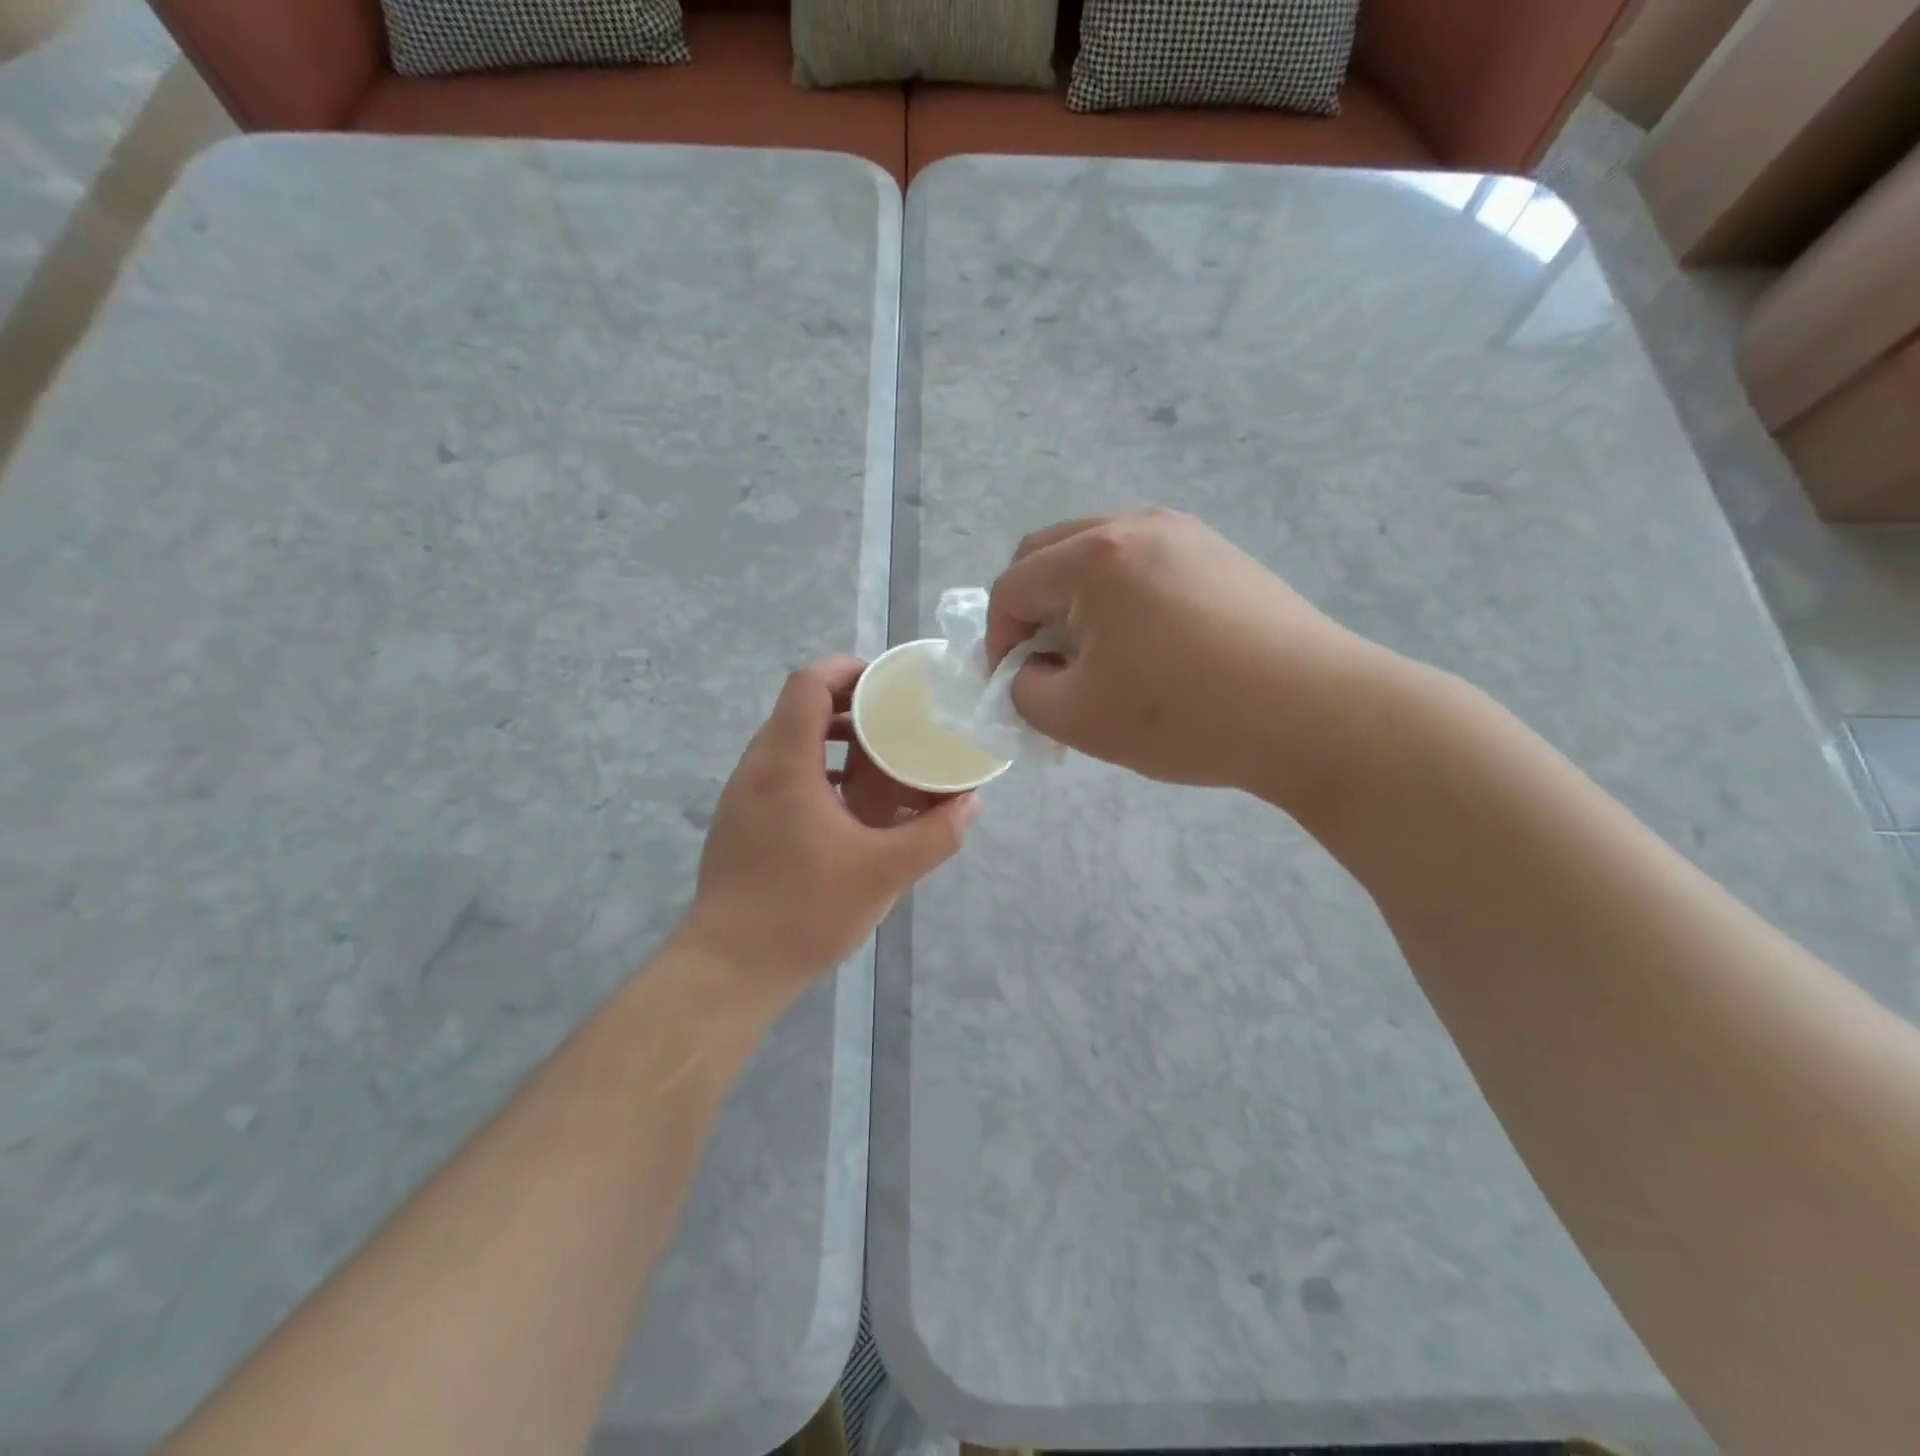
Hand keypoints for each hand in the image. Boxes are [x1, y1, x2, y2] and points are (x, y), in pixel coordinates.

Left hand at [673, 656, 980, 997]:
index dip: (847, 669)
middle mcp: (756, 768)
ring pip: (788, 743)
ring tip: (878, 759)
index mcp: (785, 764)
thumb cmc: (804, 911)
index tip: (887, 682)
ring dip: (832, 740)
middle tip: (895, 720)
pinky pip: (779, 773)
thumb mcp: (884, 872)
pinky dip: (815, 769)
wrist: (728, 969)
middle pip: (798, 708)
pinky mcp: (739, 823)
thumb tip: (972, 803)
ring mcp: (741, 796)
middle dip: (848, 705)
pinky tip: (847, 806)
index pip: (807, 684)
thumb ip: (935, 834)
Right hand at [986, 509, 1395, 805]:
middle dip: (1031, 610)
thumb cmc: (1184, 715)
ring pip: (1097, 556)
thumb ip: (1025, 690)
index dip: (996, 640)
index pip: (1012, 587)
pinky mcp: (1220, 553)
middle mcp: (1135, 525)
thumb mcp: (1077, 718)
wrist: (1315, 713)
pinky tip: (1147, 645)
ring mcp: (1185, 533)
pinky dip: (1120, 597)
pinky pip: (1143, 564)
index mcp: (1093, 557)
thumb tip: (1033, 670)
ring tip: (1095, 656)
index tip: (1010, 685)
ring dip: (1075, 601)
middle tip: (1044, 664)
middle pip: (1049, 555)